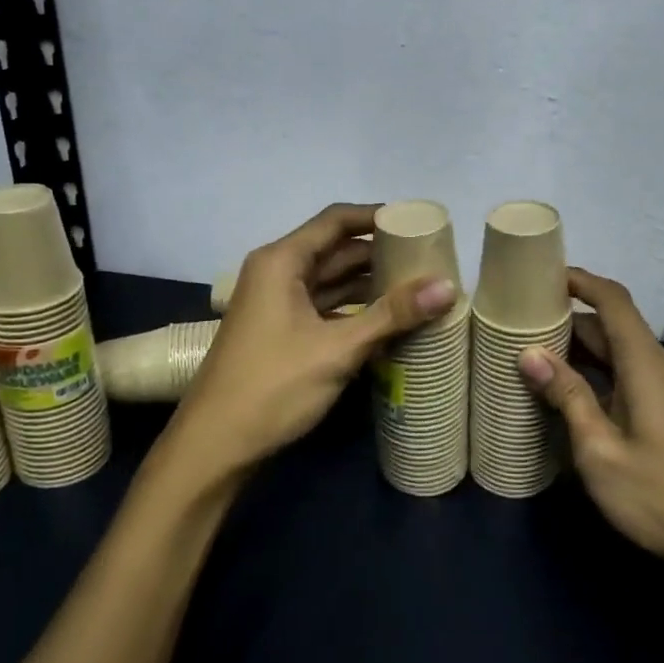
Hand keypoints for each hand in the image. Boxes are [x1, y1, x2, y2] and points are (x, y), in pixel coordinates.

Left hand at [171, 203, 456, 478]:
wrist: (215, 446)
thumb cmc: (273, 386)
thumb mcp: (338, 349)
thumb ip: (392, 315)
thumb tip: (448, 285)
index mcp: (281, 261)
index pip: (335, 221)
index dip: (376, 217)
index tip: (416, 222)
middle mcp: (276, 273)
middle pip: (335, 249)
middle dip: (379, 253)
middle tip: (427, 259)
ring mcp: (276, 304)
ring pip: (330, 281)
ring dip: (369, 284)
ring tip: (417, 288)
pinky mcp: (281, 332)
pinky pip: (324, 307)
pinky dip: (354, 309)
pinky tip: (387, 321)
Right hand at [518, 268, 663, 594]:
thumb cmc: (659, 496)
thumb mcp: (599, 449)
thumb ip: (567, 396)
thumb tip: (529, 353)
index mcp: (643, 364)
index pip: (612, 299)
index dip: (579, 280)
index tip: (539, 275)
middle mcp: (655, 367)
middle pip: (609, 323)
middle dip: (566, 314)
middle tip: (518, 318)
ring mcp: (660, 391)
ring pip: (613, 351)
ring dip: (575, 346)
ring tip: (528, 349)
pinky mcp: (660, 413)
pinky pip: (619, 375)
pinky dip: (588, 371)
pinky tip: (560, 390)